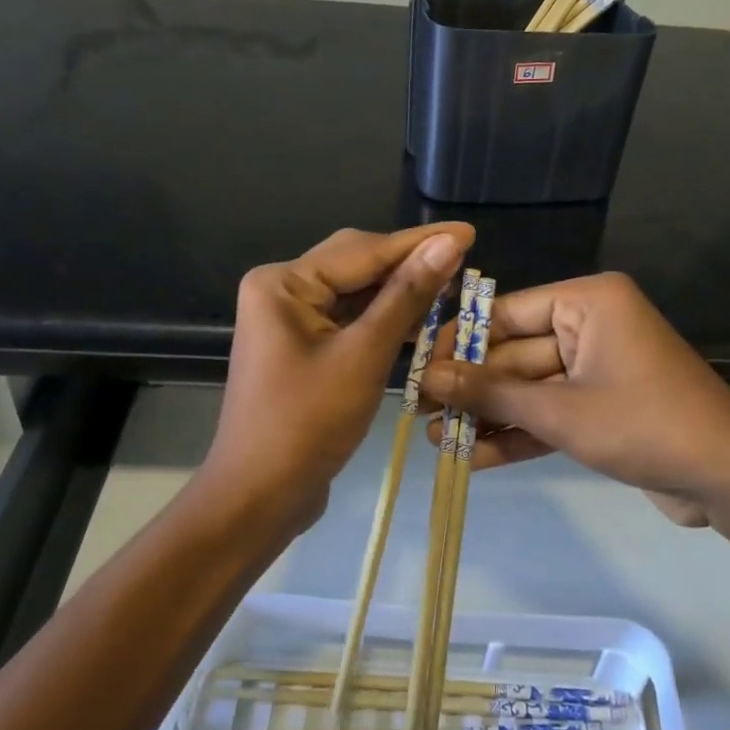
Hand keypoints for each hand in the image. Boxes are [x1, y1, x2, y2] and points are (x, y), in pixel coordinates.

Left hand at [203, 223, 472, 536]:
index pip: (363, 250)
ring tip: (452, 286)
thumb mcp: (364, 356)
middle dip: (409, 264)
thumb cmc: (307, 424)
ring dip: (400, 293)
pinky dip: (383, 320)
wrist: (259, 497)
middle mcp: (282, 291)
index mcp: (283, 284)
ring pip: (356, 293)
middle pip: (356, 265)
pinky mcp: (302, 348)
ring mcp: (290, 321)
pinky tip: (420, 320)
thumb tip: (448, 243)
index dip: (419, 242)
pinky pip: (349, 320)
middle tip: (464, 259)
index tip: (469, 232)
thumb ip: (406, 296)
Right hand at [418, 272, 729, 520]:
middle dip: (471, 389)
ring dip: (489, 416)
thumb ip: (492, 393)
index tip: (418, 368)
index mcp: (588, 302)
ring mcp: (597, 368)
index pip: (507, 312)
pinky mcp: (602, 407)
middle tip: (419, 413)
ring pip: (529, 388)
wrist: (729, 480)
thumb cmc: (643, 424)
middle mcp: (591, 326)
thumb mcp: (560, 410)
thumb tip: (429, 378)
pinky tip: (473, 458)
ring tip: (436, 441)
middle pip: (515, 354)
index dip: (460, 342)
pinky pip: (551, 412)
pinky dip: (519, 434)